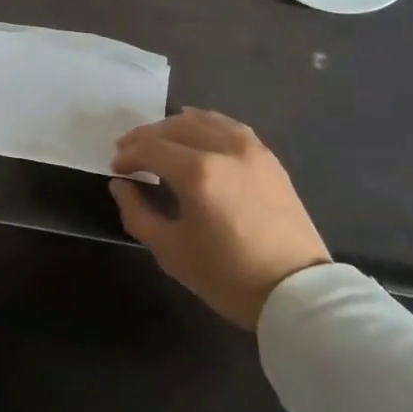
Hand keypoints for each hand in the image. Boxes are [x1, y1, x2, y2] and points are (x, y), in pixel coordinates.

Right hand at [109, 109, 329, 328]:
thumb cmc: (228, 276)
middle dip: (146, 136)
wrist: (296, 291)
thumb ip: (137, 213)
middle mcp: (223, 149)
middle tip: (128, 151)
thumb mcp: (171, 251)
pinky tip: (196, 132)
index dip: (128, 155)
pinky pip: (229, 126)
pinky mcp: (268, 157)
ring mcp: (250, 149)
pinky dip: (205, 123)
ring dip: (174, 126)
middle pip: (174, 127)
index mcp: (198, 172)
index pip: (151, 148)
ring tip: (159, 141)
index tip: (116, 169)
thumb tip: (120, 185)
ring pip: (203, 120)